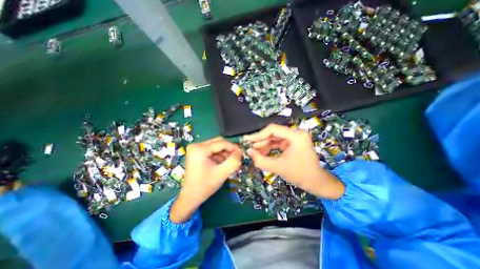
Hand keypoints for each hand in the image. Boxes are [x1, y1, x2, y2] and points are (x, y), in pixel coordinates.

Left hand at [170, 138, 243, 223]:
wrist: (190, 197)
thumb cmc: (205, 186)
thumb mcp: (222, 173)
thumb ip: (234, 161)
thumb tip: (240, 151)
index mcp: (200, 149)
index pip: (221, 143)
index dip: (233, 147)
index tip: (242, 154)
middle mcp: (196, 145)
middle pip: (219, 142)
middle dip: (229, 150)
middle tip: (236, 158)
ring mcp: (196, 148)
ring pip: (216, 146)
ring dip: (224, 153)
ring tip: (229, 163)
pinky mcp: (197, 152)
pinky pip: (212, 150)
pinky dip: (219, 155)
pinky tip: (222, 164)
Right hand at [246, 124, 342, 199]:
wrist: (316, 183)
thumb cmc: (300, 175)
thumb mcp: (278, 168)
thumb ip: (261, 160)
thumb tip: (248, 151)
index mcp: (296, 136)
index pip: (273, 129)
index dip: (258, 134)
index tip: (247, 140)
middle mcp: (295, 134)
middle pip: (273, 133)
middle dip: (260, 141)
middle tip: (249, 148)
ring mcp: (293, 139)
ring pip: (273, 139)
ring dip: (263, 145)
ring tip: (254, 153)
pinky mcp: (291, 144)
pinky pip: (277, 144)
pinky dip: (269, 149)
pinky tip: (262, 154)